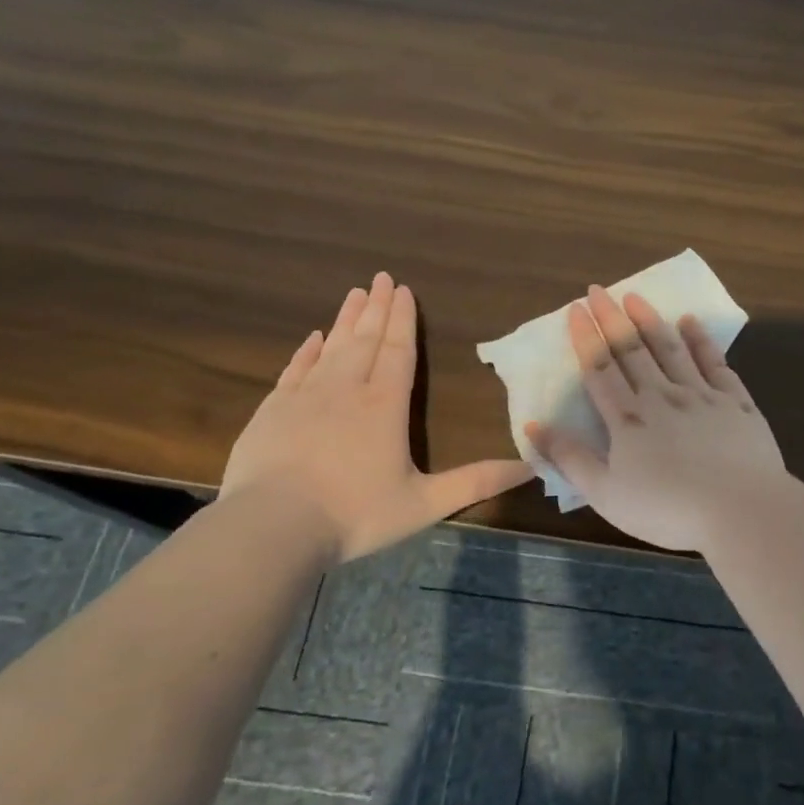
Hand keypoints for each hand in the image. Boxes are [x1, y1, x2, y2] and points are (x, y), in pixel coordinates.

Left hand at [222, 272, 532, 560]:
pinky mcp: (273, 410)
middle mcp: (347, 390)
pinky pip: (295, 369)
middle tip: (381, 277)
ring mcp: (306, 397)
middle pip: (366, 339)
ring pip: (331, 347)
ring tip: (354, 293)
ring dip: (345, 320)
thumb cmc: (355, 514)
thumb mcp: (425, 503)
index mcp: (385, 406)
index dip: (403, 320)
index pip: (398, 351)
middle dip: (376, 308)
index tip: (403, 289)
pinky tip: (312, 338)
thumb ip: (476, 482)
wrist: (272, 527)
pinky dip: (306, 351)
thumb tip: (530, 467)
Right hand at [527, 285, 786, 551]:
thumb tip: (534, 426)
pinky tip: (691, 322)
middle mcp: (662, 396)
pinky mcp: (735, 402)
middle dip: (612, 318)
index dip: (586, 338)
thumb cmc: (667, 510)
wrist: (740, 510)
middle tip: (599, 290)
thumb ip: (570, 459)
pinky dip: (701, 340)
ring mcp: (701, 395)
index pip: (600, 369)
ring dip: (651, 321)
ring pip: (670, 349)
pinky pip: (715, 362)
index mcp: (628, 420)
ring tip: (636, 297)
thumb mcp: (606, 494)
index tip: (576, 309)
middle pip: (632, 350)